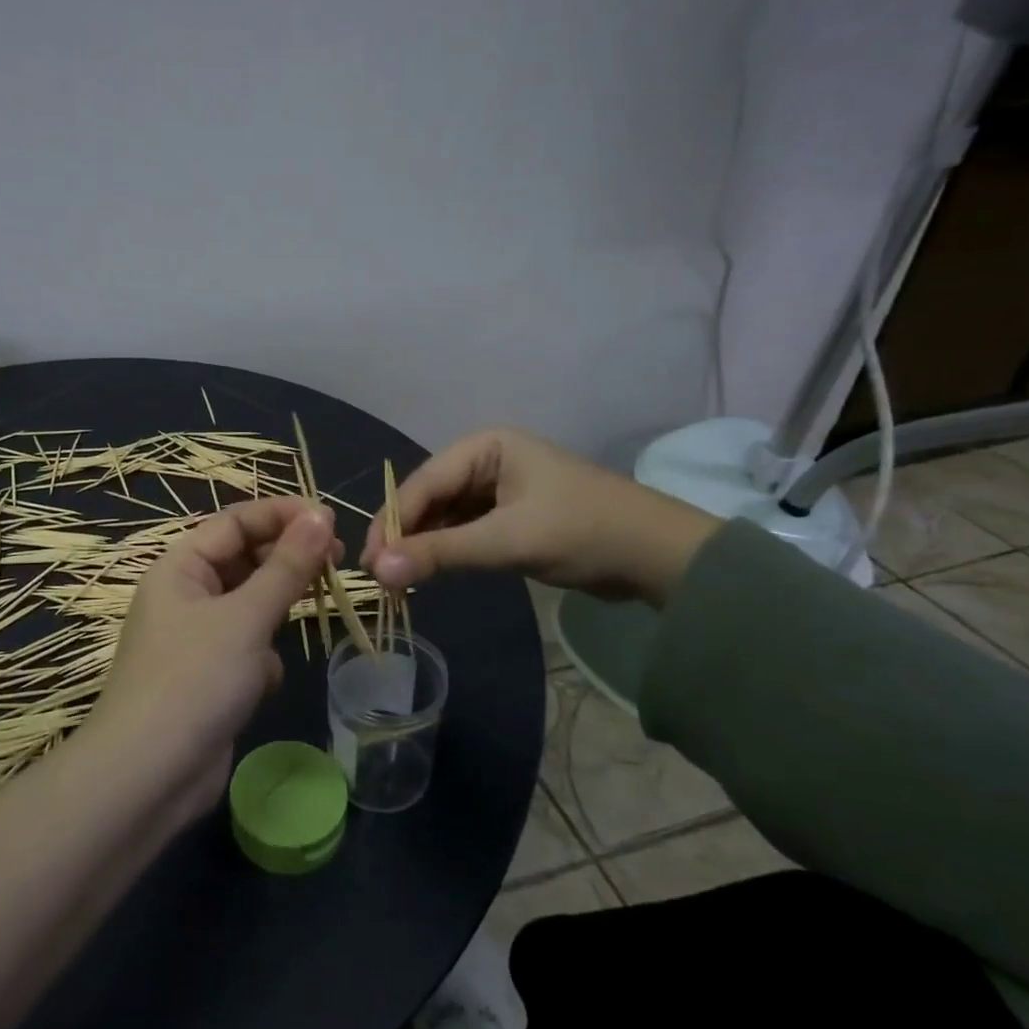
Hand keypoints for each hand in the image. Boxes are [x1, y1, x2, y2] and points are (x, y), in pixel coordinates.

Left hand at [91, 498, 339, 813]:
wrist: (149, 776)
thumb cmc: (194, 680)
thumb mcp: (245, 617)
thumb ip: (287, 567)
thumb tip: (321, 515)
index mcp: (180, 568)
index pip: (235, 522)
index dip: (282, 515)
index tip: (331, 519)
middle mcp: (185, 596)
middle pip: (245, 561)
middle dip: (287, 563)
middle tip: (337, 563)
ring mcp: (196, 639)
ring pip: (250, 607)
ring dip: (274, 614)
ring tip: (305, 619)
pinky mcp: (209, 677)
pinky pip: (247, 649)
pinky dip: (261, 660)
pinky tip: (261, 684)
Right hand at [361, 428, 720, 606]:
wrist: (659, 556)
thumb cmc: (584, 532)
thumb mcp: (507, 541)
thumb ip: (441, 554)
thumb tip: (378, 572)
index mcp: (485, 447)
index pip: (422, 483)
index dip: (392, 523)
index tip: (369, 564)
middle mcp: (486, 460)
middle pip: (429, 498)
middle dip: (406, 536)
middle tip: (382, 577)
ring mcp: (498, 489)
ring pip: (444, 517)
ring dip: (424, 546)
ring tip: (400, 580)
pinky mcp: (509, 516)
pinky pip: (464, 531)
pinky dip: (447, 551)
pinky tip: (431, 573)